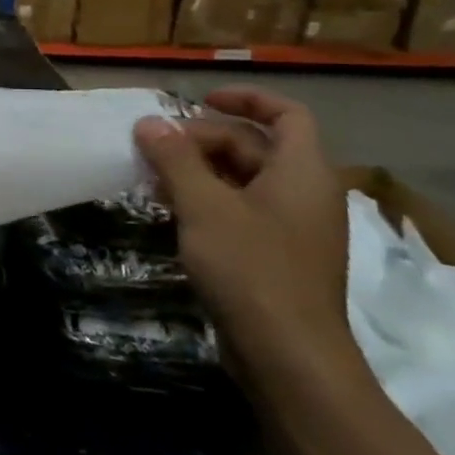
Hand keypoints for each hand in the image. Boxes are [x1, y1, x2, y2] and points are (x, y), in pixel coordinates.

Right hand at [133, 87, 351, 378]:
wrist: (288, 354)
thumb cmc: (250, 268)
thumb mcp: (204, 206)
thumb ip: (175, 159)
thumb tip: (149, 122)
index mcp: (303, 173)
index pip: (286, 115)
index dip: (245, 99)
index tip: (198, 100)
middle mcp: (305, 194)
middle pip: (255, 146)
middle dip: (203, 139)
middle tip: (154, 146)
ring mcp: (292, 228)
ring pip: (244, 179)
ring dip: (199, 169)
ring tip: (152, 175)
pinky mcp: (276, 255)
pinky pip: (241, 209)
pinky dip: (207, 199)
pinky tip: (170, 209)